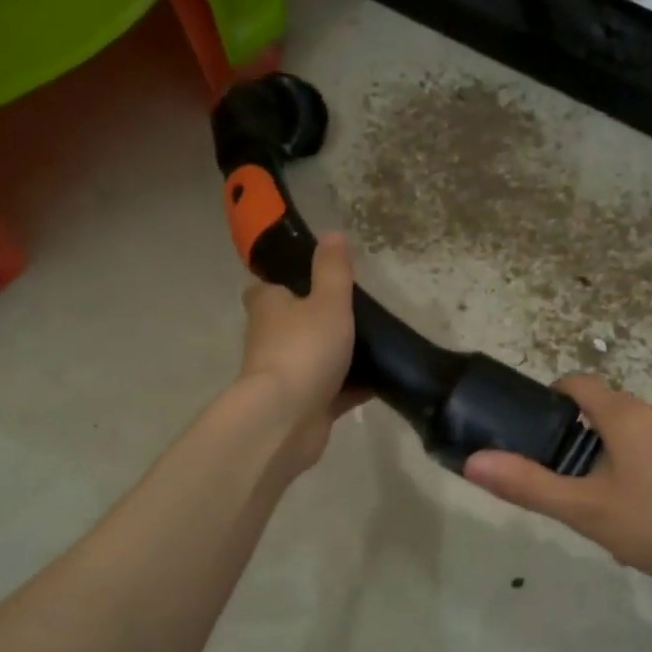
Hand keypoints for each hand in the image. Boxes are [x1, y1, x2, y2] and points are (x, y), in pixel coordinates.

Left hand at [237, 234, 363, 470]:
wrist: (286, 418)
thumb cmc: (304, 349)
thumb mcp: (327, 301)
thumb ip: (333, 270)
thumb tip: (332, 233)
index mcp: (268, 307)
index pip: (269, 288)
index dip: (288, 282)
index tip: (316, 279)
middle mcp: (270, 339)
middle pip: (294, 323)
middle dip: (319, 319)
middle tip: (358, 311)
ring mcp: (286, 375)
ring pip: (315, 358)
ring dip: (338, 355)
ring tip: (377, 343)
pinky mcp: (304, 406)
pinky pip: (333, 391)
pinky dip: (353, 386)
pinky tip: (382, 380)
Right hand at [463, 376, 651, 599]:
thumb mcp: (586, 510)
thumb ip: (529, 485)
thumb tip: (473, 461)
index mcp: (627, 415)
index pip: (579, 383)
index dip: (554, 396)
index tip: (538, 423)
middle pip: (612, 411)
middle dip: (588, 439)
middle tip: (574, 483)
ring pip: (645, 434)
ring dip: (623, 456)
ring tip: (615, 504)